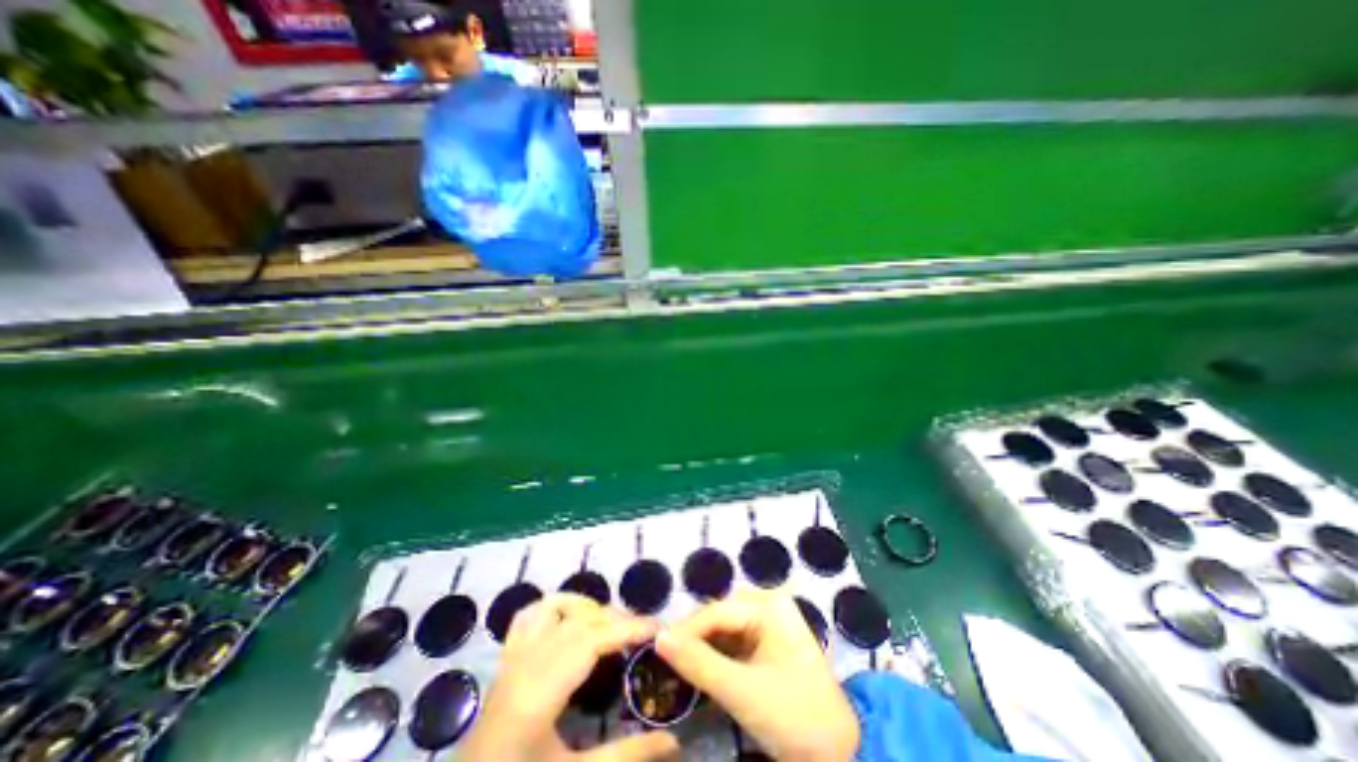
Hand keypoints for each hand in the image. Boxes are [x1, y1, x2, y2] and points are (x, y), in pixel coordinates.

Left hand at [463, 595, 678, 761]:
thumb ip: (627, 757)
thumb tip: (675, 741)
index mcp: (537, 695)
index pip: (591, 640)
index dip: (628, 628)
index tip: (658, 628)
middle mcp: (523, 664)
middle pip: (578, 621)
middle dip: (615, 619)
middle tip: (643, 634)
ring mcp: (510, 659)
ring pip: (554, 608)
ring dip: (588, 609)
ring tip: (610, 627)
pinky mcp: (505, 661)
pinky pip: (529, 615)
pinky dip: (556, 607)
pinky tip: (573, 621)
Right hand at [659, 590, 858, 761]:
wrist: (840, 758)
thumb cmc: (795, 717)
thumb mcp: (743, 691)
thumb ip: (698, 663)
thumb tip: (658, 637)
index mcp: (769, 606)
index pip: (717, 612)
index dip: (686, 629)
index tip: (655, 647)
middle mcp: (767, 608)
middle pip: (718, 619)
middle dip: (692, 638)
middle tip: (661, 657)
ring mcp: (767, 628)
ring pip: (722, 633)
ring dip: (700, 649)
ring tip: (672, 664)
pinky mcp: (764, 650)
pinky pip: (731, 647)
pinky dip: (713, 660)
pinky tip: (694, 671)